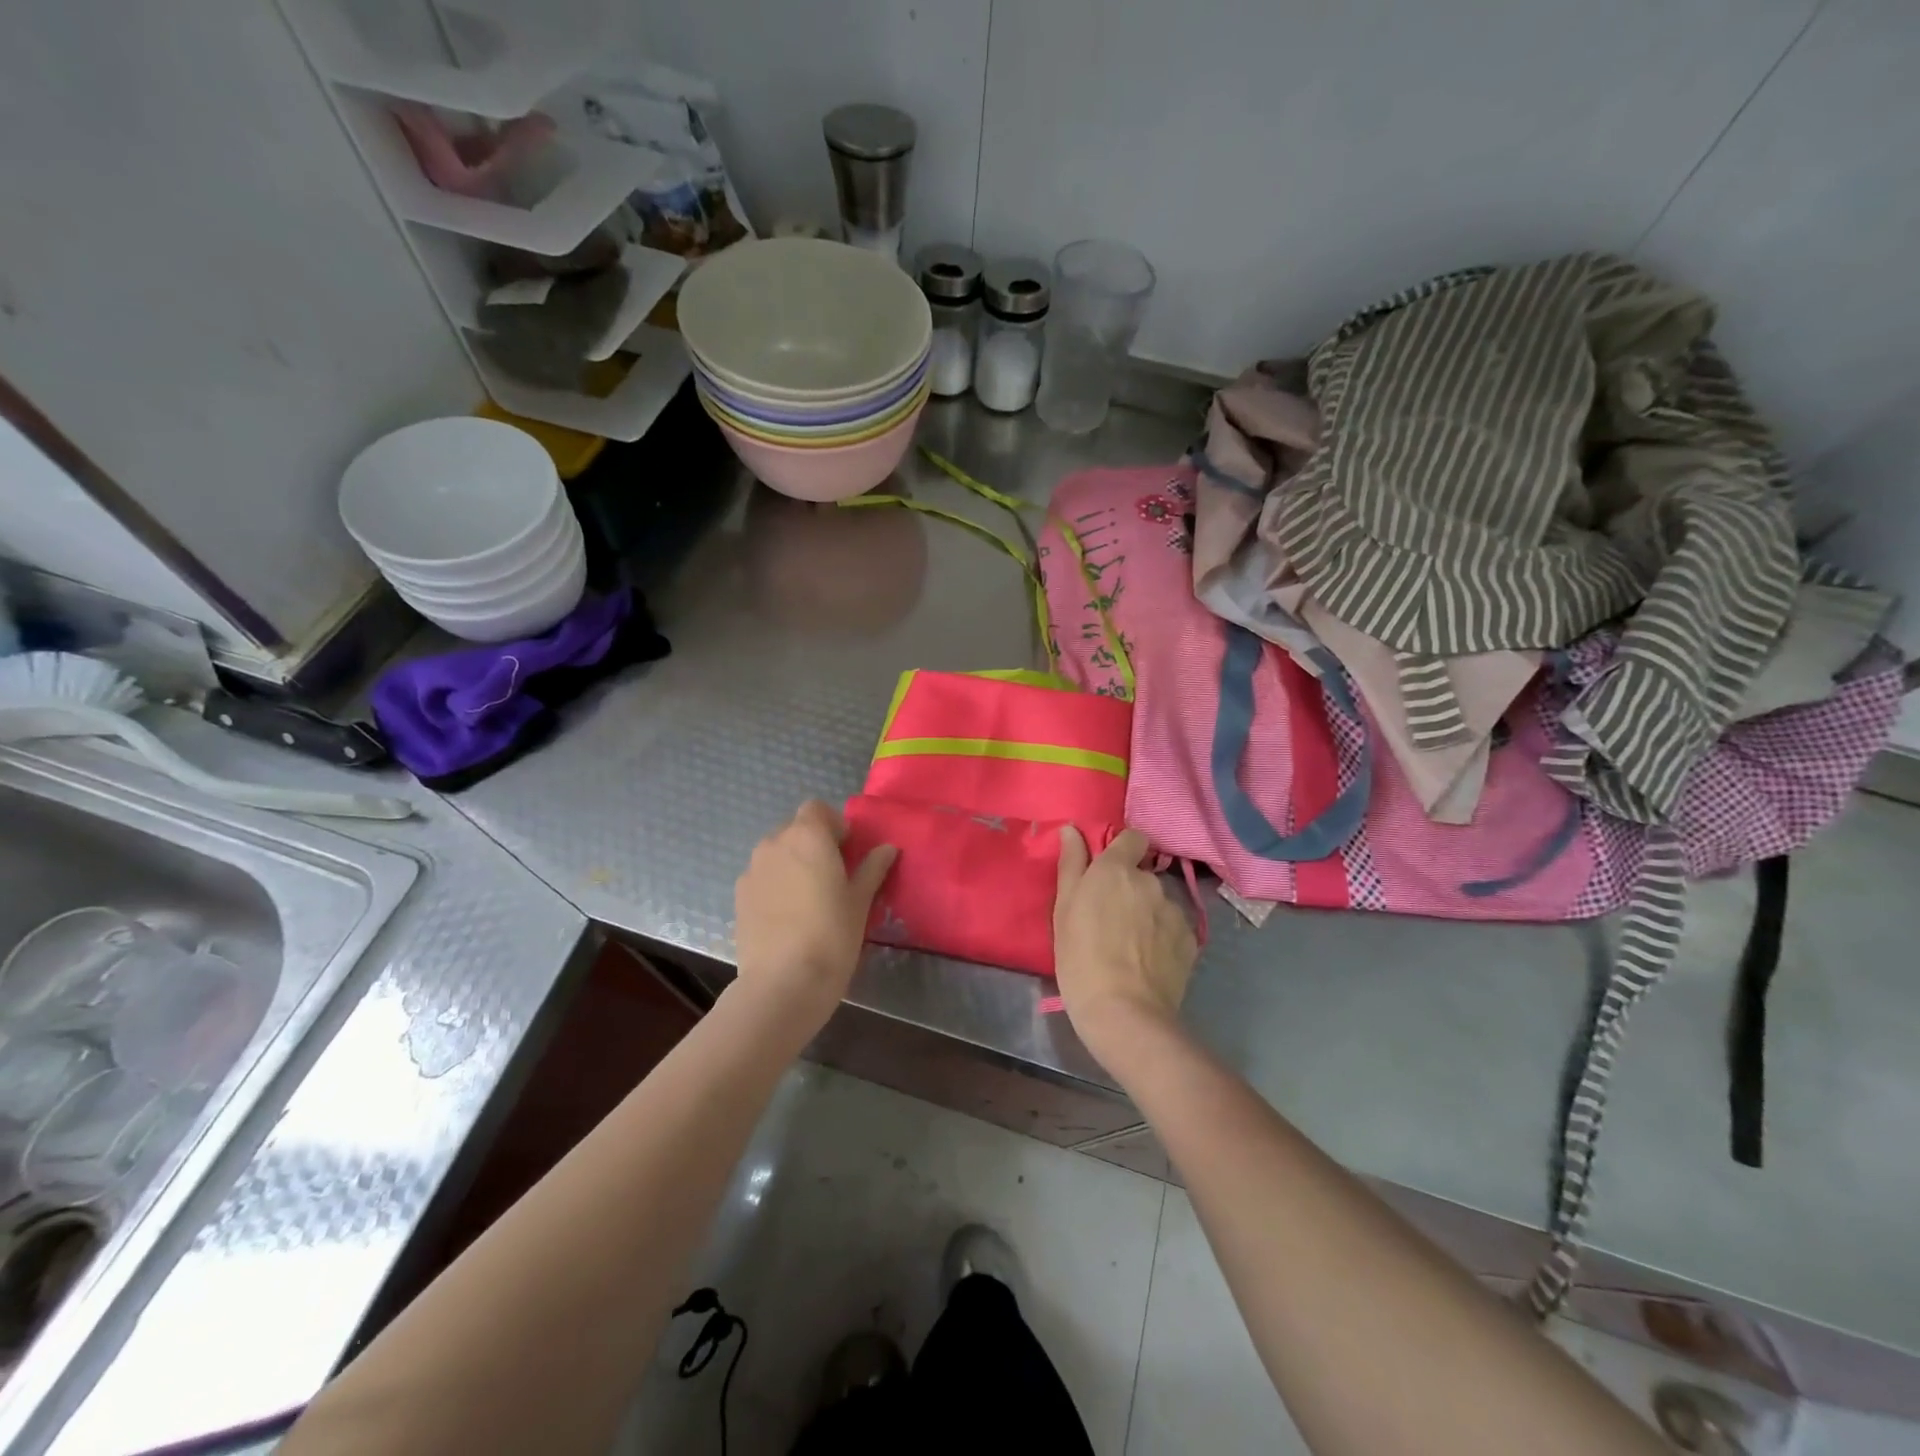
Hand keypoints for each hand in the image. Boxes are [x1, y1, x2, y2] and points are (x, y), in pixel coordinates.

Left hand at [734, 800, 896, 1024]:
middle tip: (832, 876)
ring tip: (808, 898)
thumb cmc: (832, 935)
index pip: (816, 808)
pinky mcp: (739, 896)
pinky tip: (787, 916)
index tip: (847, 851)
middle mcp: (775, 843)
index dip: (833, 824)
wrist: (782, 982)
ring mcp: (752, 869)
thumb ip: (873, 868)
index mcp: (808, 836)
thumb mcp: (860, 901)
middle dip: (813, 843)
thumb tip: (888, 848)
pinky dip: (775, 885)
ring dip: (792, 863)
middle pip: (795, 828)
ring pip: (776, 853)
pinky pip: (761, 877)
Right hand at [1054, 827, 1197, 1061]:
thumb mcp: (1063, 910)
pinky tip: (1148, 961)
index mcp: (1116, 869)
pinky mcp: (1190, 939)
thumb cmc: (1080, 958)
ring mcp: (1174, 910)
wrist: (1124, 1012)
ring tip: (1130, 946)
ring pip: (1158, 901)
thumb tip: (1072, 829)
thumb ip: (1071, 864)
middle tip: (1110, 920)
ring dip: (1147, 913)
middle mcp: (1150, 882)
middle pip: (1142, 874)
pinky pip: (1173, 927)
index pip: (1132, 837)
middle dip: (1130, 889)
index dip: (1122, 850)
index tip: (1107, 873)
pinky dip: (1162, 937)